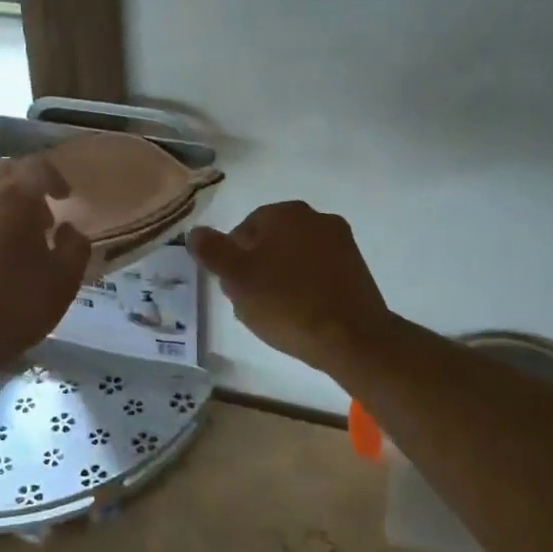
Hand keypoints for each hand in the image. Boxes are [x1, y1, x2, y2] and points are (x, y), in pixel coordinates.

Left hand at [0, 156, 90, 373]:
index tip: (66, 197)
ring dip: (2, 202)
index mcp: (13, 195)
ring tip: (16, 234)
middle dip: (27, 186)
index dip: (56, 178)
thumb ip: (75, 247)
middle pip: (6, 172)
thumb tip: (69, 230)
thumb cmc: (14, 306)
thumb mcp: (63, 281)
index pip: (38, 167)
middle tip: (43, 214)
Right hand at [189, 202, 392, 377]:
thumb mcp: (237, 278)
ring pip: (295, 258)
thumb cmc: (287, 303)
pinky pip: (318, 273)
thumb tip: (195, 232)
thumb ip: (212, 251)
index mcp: (286, 213)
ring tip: (276, 314)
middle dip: (256, 269)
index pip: (244, 230)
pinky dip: (305, 288)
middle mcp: (317, 218)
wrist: (352, 338)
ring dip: (280, 279)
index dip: (232, 261)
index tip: (233, 289)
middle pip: (271, 242)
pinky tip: (301, 315)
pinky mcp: (357, 269)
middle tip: (251, 303)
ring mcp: (342, 243)